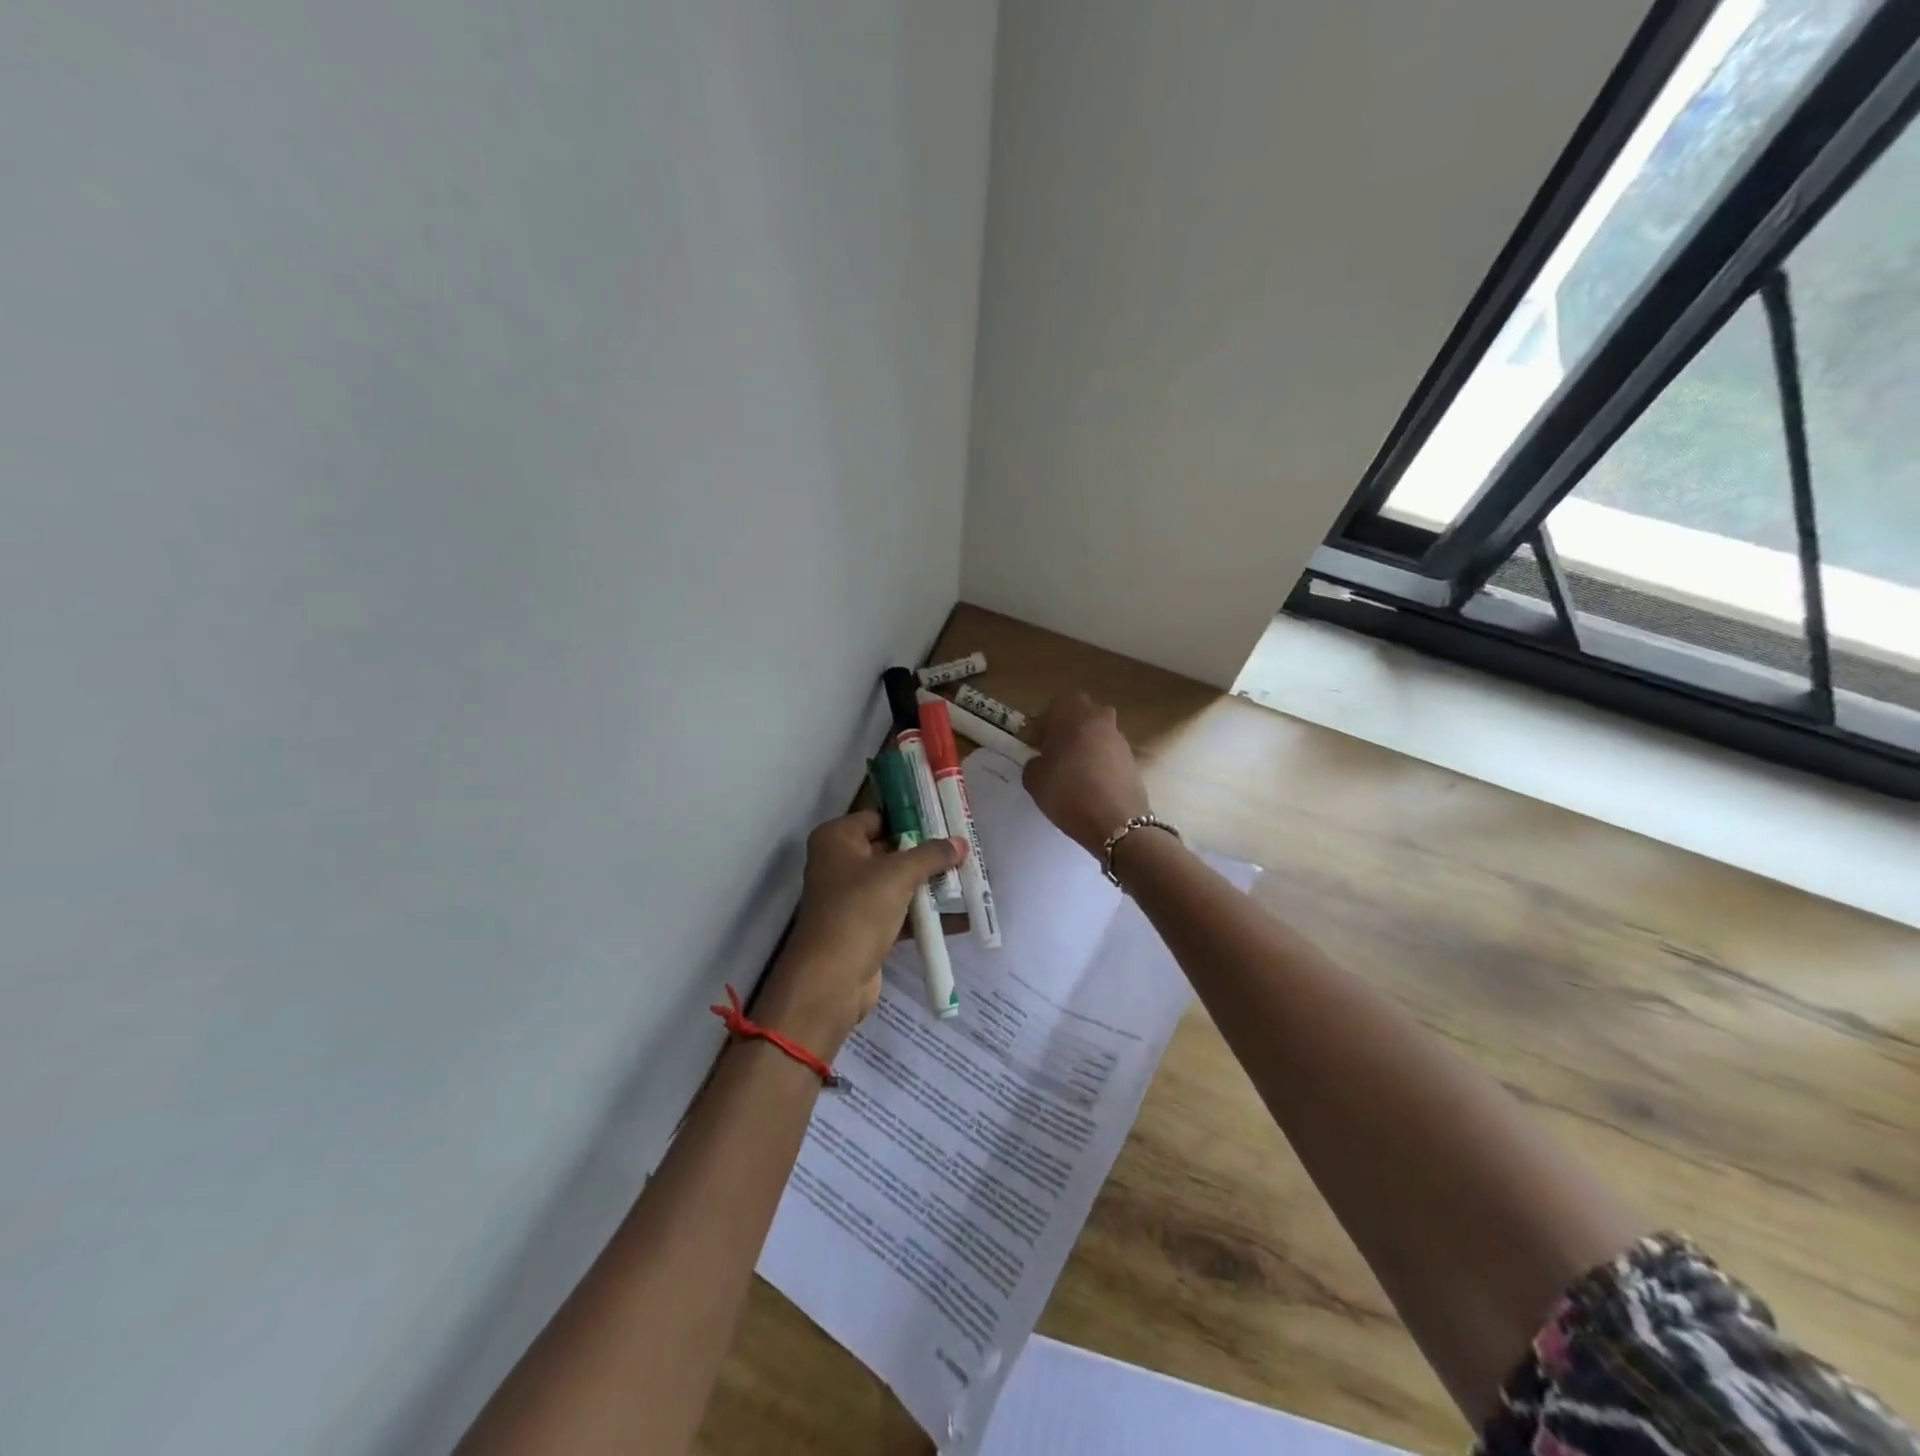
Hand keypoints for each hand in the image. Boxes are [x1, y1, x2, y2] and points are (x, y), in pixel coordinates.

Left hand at [755, 811, 964, 1051]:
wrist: (830, 979)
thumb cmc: (858, 910)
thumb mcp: (898, 875)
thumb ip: (931, 855)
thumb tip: (960, 842)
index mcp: (837, 839)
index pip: (879, 817)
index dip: (912, 817)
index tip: (947, 818)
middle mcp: (840, 863)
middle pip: (890, 849)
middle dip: (927, 852)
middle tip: (964, 848)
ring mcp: (851, 897)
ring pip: (897, 882)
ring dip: (929, 884)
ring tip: (969, 878)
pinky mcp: (864, 927)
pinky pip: (900, 912)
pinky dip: (925, 914)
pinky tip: (960, 917)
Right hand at [1022, 691, 1150, 857]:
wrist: (1116, 822)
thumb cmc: (1068, 792)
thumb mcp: (1034, 779)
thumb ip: (1033, 762)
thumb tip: (1042, 761)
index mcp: (1074, 715)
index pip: (1054, 706)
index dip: (1042, 725)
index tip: (1034, 745)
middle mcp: (1100, 719)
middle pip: (1081, 714)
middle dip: (1066, 728)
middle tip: (1054, 752)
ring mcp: (1120, 739)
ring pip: (1097, 733)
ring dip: (1084, 745)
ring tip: (1072, 772)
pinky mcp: (1132, 760)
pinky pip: (1108, 753)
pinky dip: (1099, 762)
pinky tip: (1090, 785)